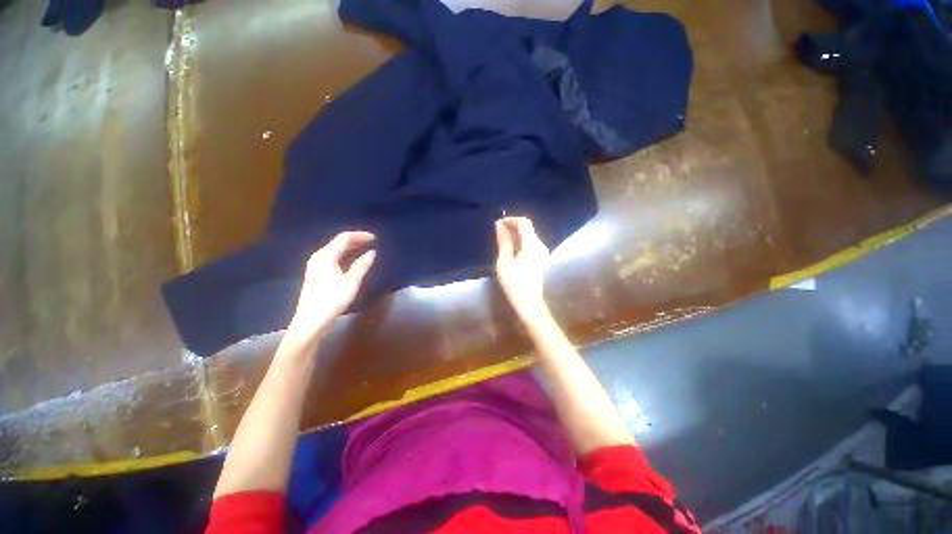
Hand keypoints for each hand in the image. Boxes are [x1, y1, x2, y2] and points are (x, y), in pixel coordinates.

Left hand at [287, 231, 375, 340]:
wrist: (311, 321)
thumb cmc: (331, 300)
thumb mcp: (351, 282)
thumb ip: (362, 265)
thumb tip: (372, 252)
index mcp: (325, 256)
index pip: (344, 238)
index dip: (360, 236)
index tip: (375, 238)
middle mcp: (319, 258)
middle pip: (338, 243)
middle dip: (356, 240)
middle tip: (372, 242)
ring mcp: (316, 266)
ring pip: (336, 251)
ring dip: (351, 248)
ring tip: (366, 248)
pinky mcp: (318, 275)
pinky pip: (334, 258)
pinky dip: (346, 256)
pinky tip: (354, 261)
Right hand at [495, 217, 549, 318]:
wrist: (529, 303)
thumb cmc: (514, 284)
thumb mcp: (504, 262)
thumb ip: (503, 241)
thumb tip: (499, 225)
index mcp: (532, 245)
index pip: (524, 223)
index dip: (511, 220)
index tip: (498, 223)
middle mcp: (541, 246)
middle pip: (528, 228)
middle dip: (513, 226)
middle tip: (498, 231)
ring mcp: (543, 253)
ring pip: (530, 236)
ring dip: (517, 234)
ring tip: (502, 239)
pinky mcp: (542, 259)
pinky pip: (532, 244)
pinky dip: (521, 242)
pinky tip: (512, 249)